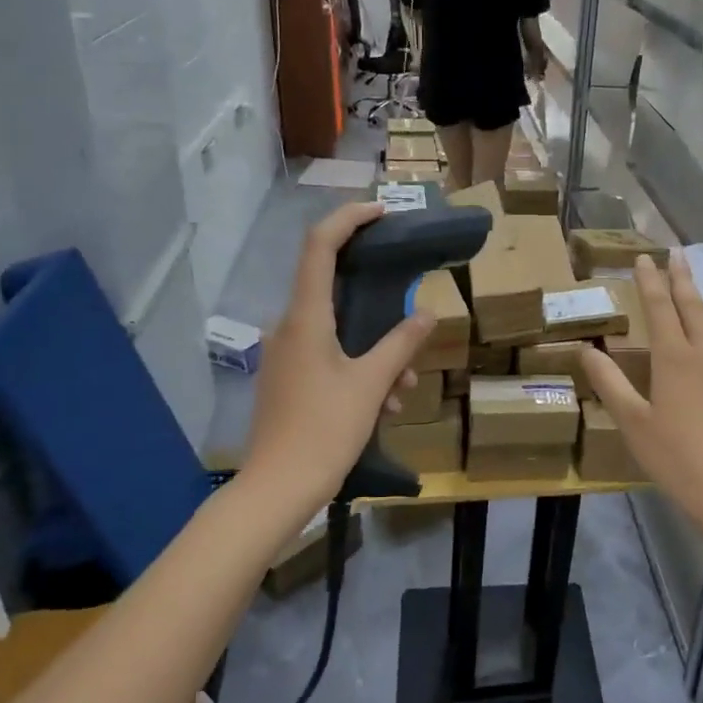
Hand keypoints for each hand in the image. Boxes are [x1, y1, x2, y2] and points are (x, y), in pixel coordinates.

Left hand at [242, 203, 433, 513]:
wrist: (275, 490)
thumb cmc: (324, 431)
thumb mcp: (371, 385)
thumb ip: (400, 345)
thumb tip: (426, 313)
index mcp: (305, 319)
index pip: (320, 246)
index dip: (349, 219)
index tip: (383, 212)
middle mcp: (289, 328)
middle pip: (335, 291)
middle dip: (380, 305)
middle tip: (412, 318)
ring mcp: (286, 355)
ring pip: (338, 332)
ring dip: (376, 352)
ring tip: (403, 391)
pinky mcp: (288, 379)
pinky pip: (329, 357)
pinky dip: (359, 369)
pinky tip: (383, 405)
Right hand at [580, 255, 702, 540]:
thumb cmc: (676, 458)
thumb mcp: (633, 423)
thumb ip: (609, 383)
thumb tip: (585, 350)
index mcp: (673, 358)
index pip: (658, 308)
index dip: (650, 281)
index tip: (644, 257)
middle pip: (693, 306)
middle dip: (682, 278)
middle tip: (678, 253)